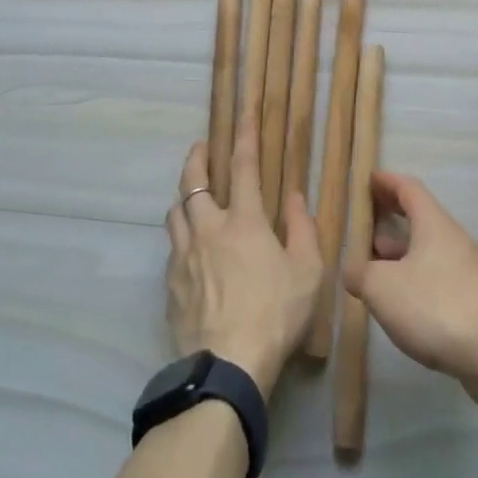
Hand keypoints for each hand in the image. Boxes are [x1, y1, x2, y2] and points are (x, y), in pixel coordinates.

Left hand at [165, 120, 322, 396]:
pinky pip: (171, 247)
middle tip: (201, 147)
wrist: (227, 365)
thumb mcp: (308, 272)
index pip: (244, 167)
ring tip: (191, 195)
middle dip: (196, 158)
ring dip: (184, 196)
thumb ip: (302, 229)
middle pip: (193, 181)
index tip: (243, 113)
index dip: (244, 136)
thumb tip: (294, 196)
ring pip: (175, 212)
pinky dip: (180, 237)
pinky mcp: (170, 284)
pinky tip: (188, 249)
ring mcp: (183, 256)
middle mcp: (208, 228)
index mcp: (244, 221)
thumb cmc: (276, 314)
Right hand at [344, 170, 477, 392]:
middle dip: (391, 222)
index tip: (368, 180)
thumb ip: (359, 273)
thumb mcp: (381, 288)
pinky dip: (420, 279)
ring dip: (404, 255)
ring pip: (431, 251)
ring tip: (380, 272)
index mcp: (434, 224)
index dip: (386, 182)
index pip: (409, 189)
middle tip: (366, 231)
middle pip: (421, 219)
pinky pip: (443, 277)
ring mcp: (473, 270)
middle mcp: (457, 239)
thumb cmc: (435, 307)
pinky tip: (407, 305)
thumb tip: (353, 270)